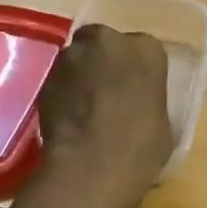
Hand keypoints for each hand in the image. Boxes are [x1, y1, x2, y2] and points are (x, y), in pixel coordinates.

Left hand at [37, 24, 172, 207]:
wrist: (92, 166)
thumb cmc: (142, 146)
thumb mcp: (161, 120)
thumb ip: (146, 99)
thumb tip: (135, 106)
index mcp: (146, 50)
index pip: (143, 49)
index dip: (136, 70)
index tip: (136, 89)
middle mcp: (107, 41)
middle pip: (104, 43)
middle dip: (104, 62)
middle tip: (109, 91)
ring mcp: (71, 58)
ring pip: (77, 60)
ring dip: (81, 76)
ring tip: (86, 108)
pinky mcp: (45, 79)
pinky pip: (59, 81)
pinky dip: (64, 94)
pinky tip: (70, 119)